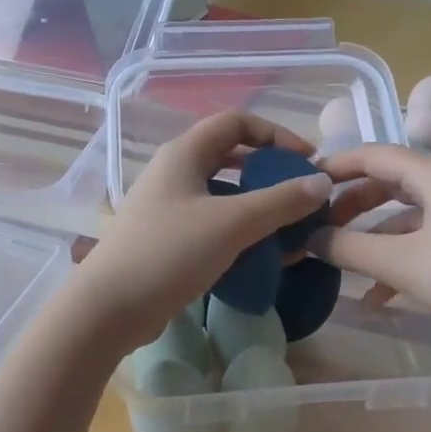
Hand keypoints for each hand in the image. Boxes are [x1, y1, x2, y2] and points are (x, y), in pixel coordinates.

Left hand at [73, 112, 331, 353]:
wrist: (109, 309)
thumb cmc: (169, 253)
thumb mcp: (232, 223)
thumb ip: (280, 201)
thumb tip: (322, 183)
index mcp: (184, 154)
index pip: (236, 122)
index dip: (276, 134)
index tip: (307, 161)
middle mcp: (174, 173)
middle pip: (231, 157)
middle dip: (270, 173)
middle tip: (301, 195)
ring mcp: (168, 207)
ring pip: (223, 195)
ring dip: (258, 207)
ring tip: (289, 230)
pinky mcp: (167, 240)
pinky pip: (213, 225)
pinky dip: (240, 233)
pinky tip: (261, 257)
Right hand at [313, 143, 430, 342]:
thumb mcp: (402, 262)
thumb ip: (350, 248)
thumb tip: (309, 239)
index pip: (373, 154)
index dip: (335, 165)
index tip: (303, 181)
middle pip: (389, 182)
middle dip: (351, 204)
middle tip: (319, 224)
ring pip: (406, 214)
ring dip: (373, 236)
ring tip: (341, 261)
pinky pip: (426, 239)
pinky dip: (399, 257)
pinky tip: (378, 296)